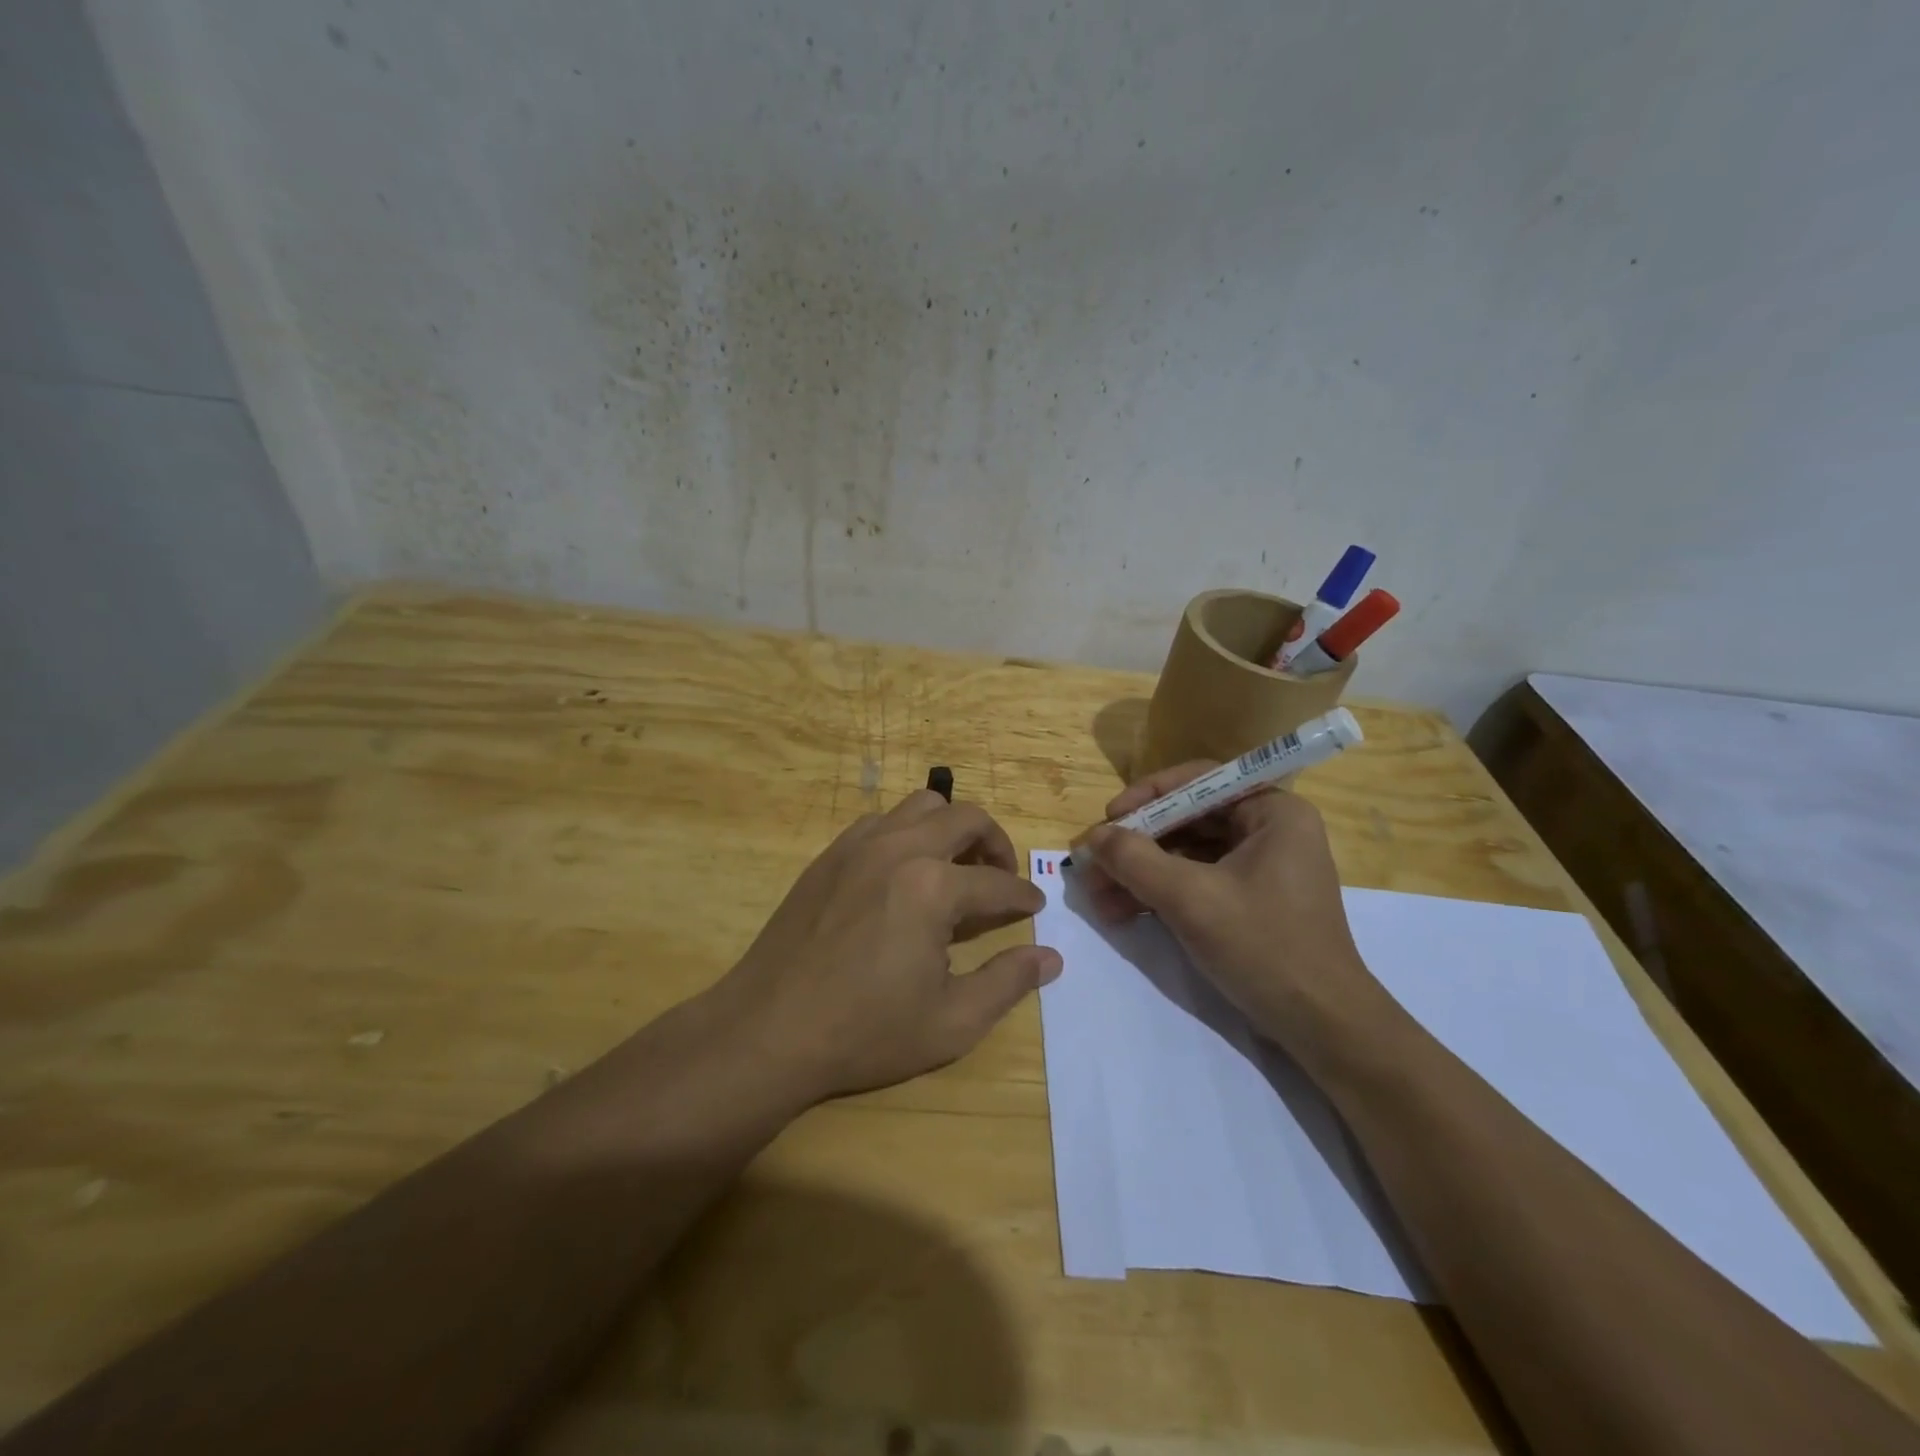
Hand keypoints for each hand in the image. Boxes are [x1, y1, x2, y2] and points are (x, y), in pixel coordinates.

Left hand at [719, 791, 1060, 1101]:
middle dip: (996, 843)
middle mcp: (899, 849)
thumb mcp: (950, 1023)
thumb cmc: (864, 1032)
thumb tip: (1051, 957)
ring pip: (921, 805)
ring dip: (950, 828)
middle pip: (965, 817)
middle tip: (1001, 877)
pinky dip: (907, 833)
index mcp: (933, 888)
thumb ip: (1007, 983)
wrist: (768, 1030)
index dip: (1024, 896)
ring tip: (955, 868)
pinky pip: (881, 821)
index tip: (1035, 908)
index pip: (998, 881)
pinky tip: (903, 873)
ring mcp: (858, 845)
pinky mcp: (829, 854)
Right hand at [1076, 762, 1386, 1050]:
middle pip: (1188, 819)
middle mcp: (1269, 830)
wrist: (1323, 1028)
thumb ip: (1135, 860)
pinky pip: (1196, 881)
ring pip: (1186, 854)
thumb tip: (1092, 837)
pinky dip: (1160, 893)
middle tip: (1093, 865)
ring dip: (1140, 873)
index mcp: (1273, 812)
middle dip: (1137, 845)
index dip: (1147, 795)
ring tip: (1098, 898)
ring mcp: (1261, 868)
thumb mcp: (1191, 899)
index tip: (1109, 818)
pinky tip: (1122, 912)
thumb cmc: (1264, 947)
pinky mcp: (1250, 902)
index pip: (1199, 781)